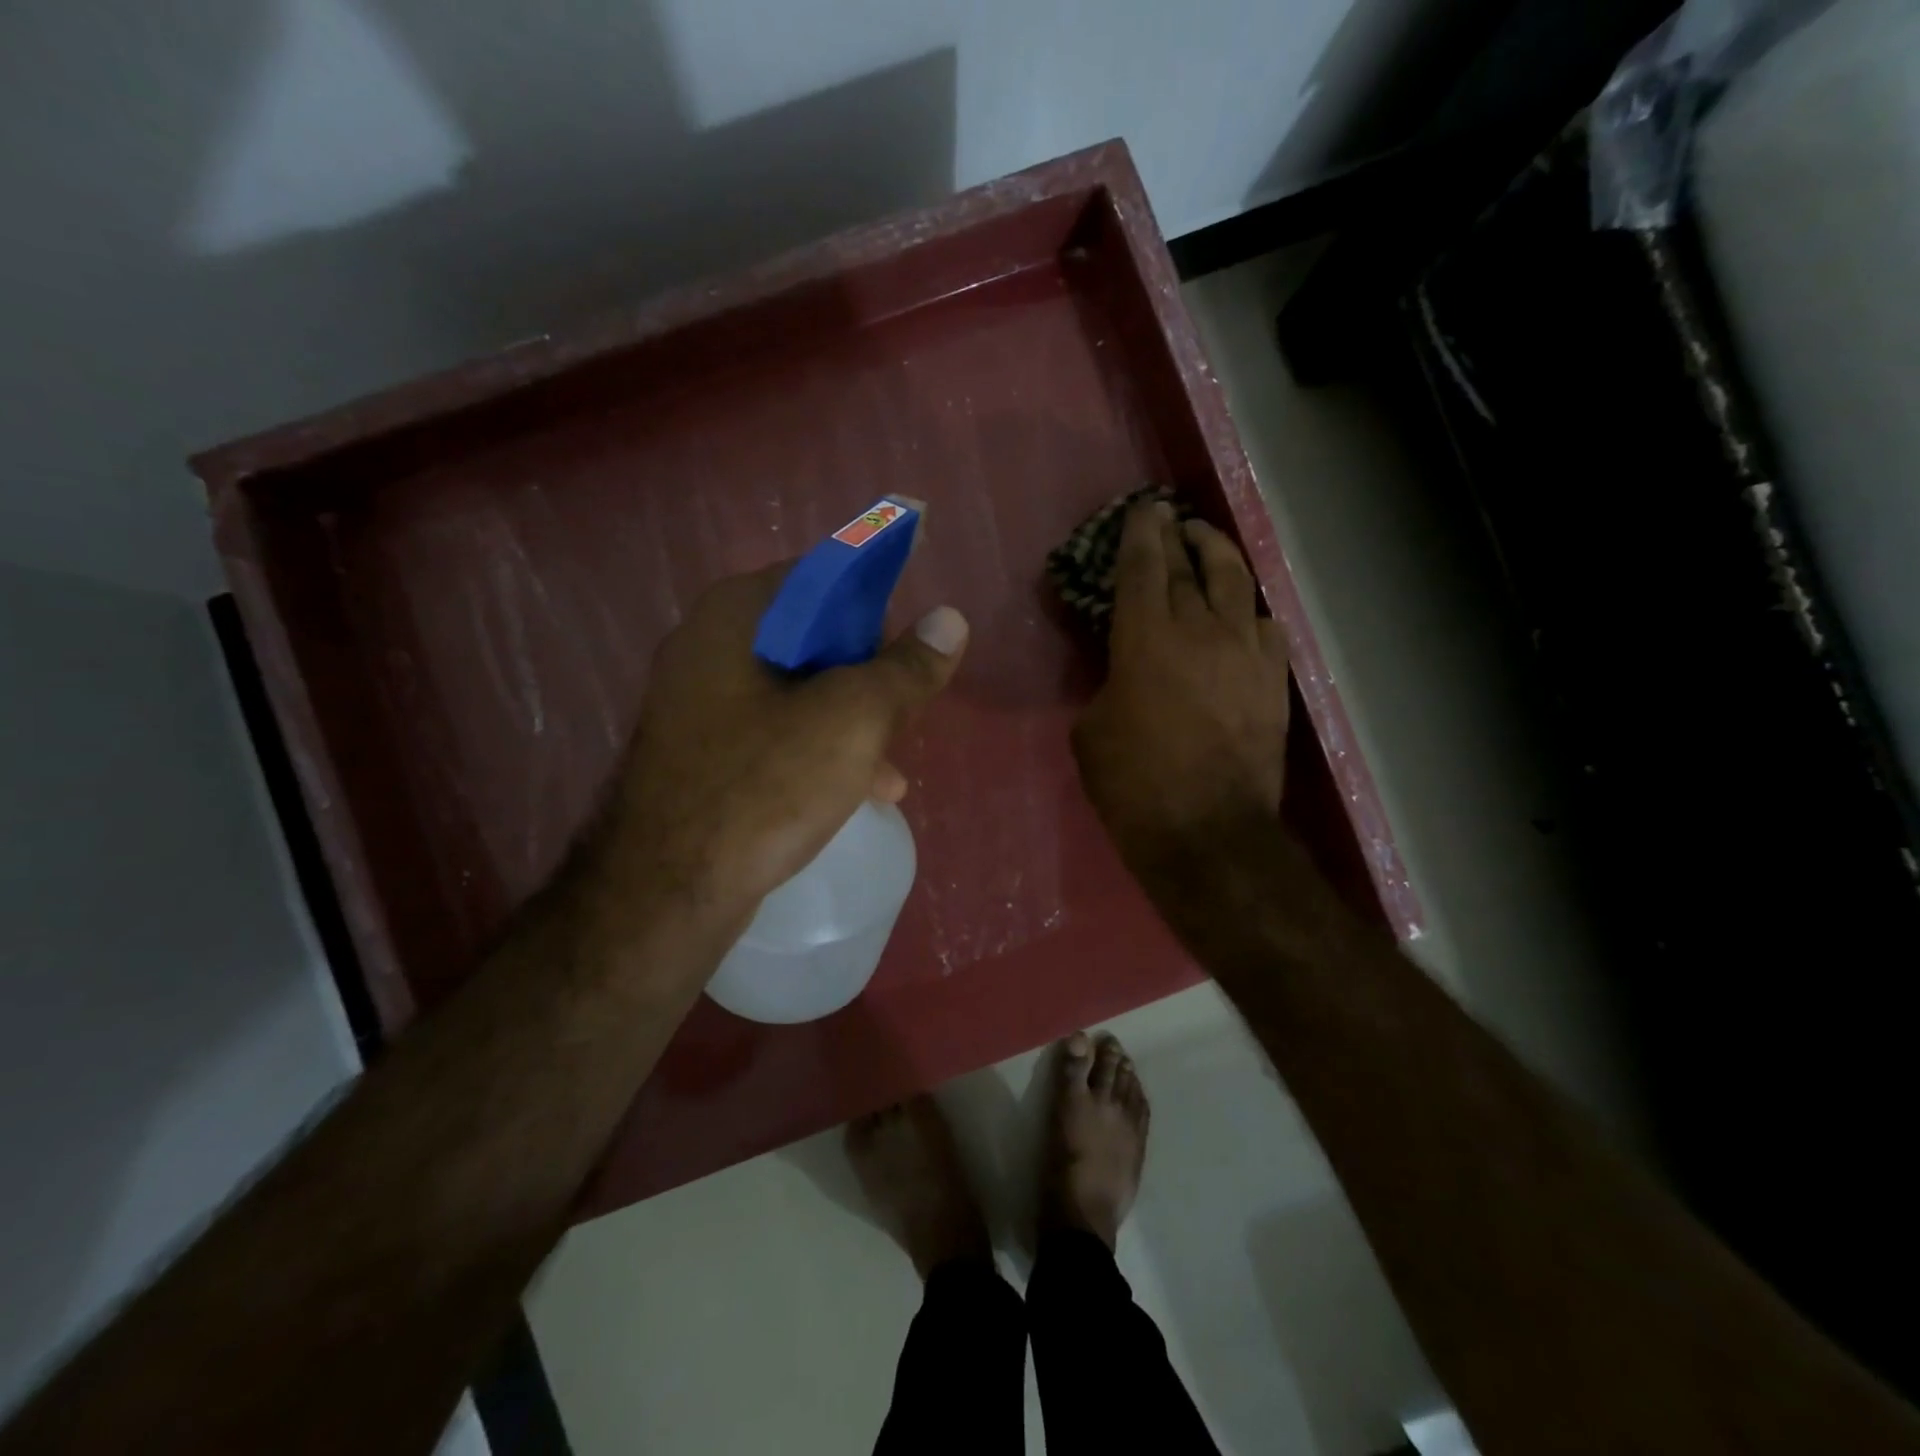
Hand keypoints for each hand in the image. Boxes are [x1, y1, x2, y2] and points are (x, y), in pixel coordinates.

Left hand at [609, 563, 968, 922]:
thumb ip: (906, 668)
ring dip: (850, 723)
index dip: (873, 607)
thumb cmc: (764, 786)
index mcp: (736, 615)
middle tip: (902, 712)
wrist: (665, 892)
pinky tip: (857, 792)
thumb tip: (951, 620)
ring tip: (892, 768)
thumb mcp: (853, 720)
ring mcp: (698, 704)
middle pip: (811, 638)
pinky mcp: (701, 754)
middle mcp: (707, 647)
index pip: (820, 577)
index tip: (905, 652)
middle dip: (866, 677)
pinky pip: (773, 735)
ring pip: (796, 693)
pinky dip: (817, 752)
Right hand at [1072, 502, 1289, 877]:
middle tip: (1166, 516)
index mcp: (1145, 639)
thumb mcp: (1091, 733)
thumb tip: (1125, 679)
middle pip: (1187, 566)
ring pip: (1235, 583)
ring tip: (1204, 541)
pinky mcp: (1273, 681)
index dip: (1139, 533)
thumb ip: (1107, 688)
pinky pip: (1265, 627)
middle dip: (1174, 535)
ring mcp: (1244, 653)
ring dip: (1216, 555)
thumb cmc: (1134, 785)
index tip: (1141, 509)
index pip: (1142, 567)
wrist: (1208, 833)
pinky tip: (1243, 615)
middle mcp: (1200, 630)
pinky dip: (1249, 612)